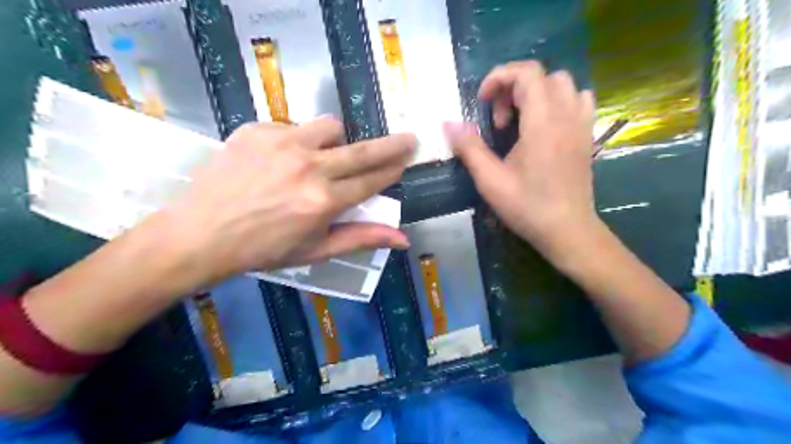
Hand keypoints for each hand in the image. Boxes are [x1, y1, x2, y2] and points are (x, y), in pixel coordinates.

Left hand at [151, 118, 416, 289]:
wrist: (199, 234)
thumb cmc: (262, 249)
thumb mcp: (315, 251)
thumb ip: (361, 238)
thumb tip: (403, 239)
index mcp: (323, 201)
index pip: (371, 180)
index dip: (392, 170)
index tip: (406, 160)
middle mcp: (308, 167)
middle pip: (362, 151)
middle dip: (391, 145)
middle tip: (409, 138)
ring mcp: (281, 144)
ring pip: (330, 127)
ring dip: (338, 140)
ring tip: (327, 155)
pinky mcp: (257, 130)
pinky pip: (294, 127)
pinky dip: (299, 140)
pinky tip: (283, 159)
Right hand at [444, 59, 600, 260]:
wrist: (567, 230)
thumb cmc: (527, 207)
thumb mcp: (491, 181)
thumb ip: (470, 148)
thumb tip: (448, 124)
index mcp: (542, 123)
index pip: (527, 72)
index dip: (499, 78)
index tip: (483, 103)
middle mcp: (566, 115)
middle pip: (543, 76)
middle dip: (514, 89)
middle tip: (500, 121)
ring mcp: (581, 124)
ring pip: (563, 84)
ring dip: (537, 93)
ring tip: (522, 121)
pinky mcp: (587, 136)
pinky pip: (579, 100)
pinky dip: (559, 101)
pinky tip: (545, 126)